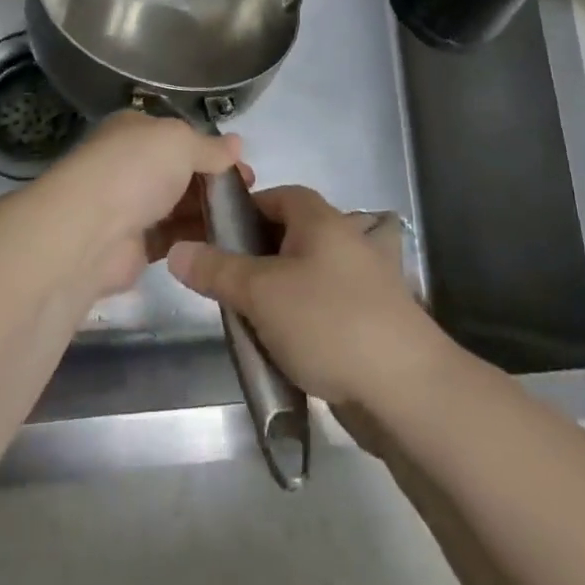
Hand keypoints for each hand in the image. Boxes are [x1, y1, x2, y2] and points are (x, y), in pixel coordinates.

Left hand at [33, 112, 244, 299]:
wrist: (89, 232)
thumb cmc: (135, 170)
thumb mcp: (181, 142)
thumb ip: (210, 146)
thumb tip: (237, 143)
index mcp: (135, 130)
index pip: (179, 136)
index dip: (211, 149)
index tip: (243, 166)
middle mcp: (130, 164)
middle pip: (180, 171)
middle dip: (214, 181)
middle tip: (249, 194)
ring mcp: (130, 205)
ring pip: (178, 205)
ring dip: (208, 210)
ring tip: (244, 219)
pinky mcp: (134, 246)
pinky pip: (173, 237)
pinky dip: (196, 238)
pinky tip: (225, 242)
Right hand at [166, 185, 446, 410]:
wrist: (406, 389)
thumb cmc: (328, 322)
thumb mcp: (261, 293)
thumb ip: (217, 270)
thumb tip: (178, 251)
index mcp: (321, 220)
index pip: (277, 195)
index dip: (244, 209)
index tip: (214, 235)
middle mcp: (344, 241)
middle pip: (288, 235)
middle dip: (253, 256)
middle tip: (222, 282)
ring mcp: (360, 282)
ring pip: (303, 276)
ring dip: (274, 293)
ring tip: (244, 318)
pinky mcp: (368, 321)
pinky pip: (321, 308)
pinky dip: (298, 320)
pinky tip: (279, 347)